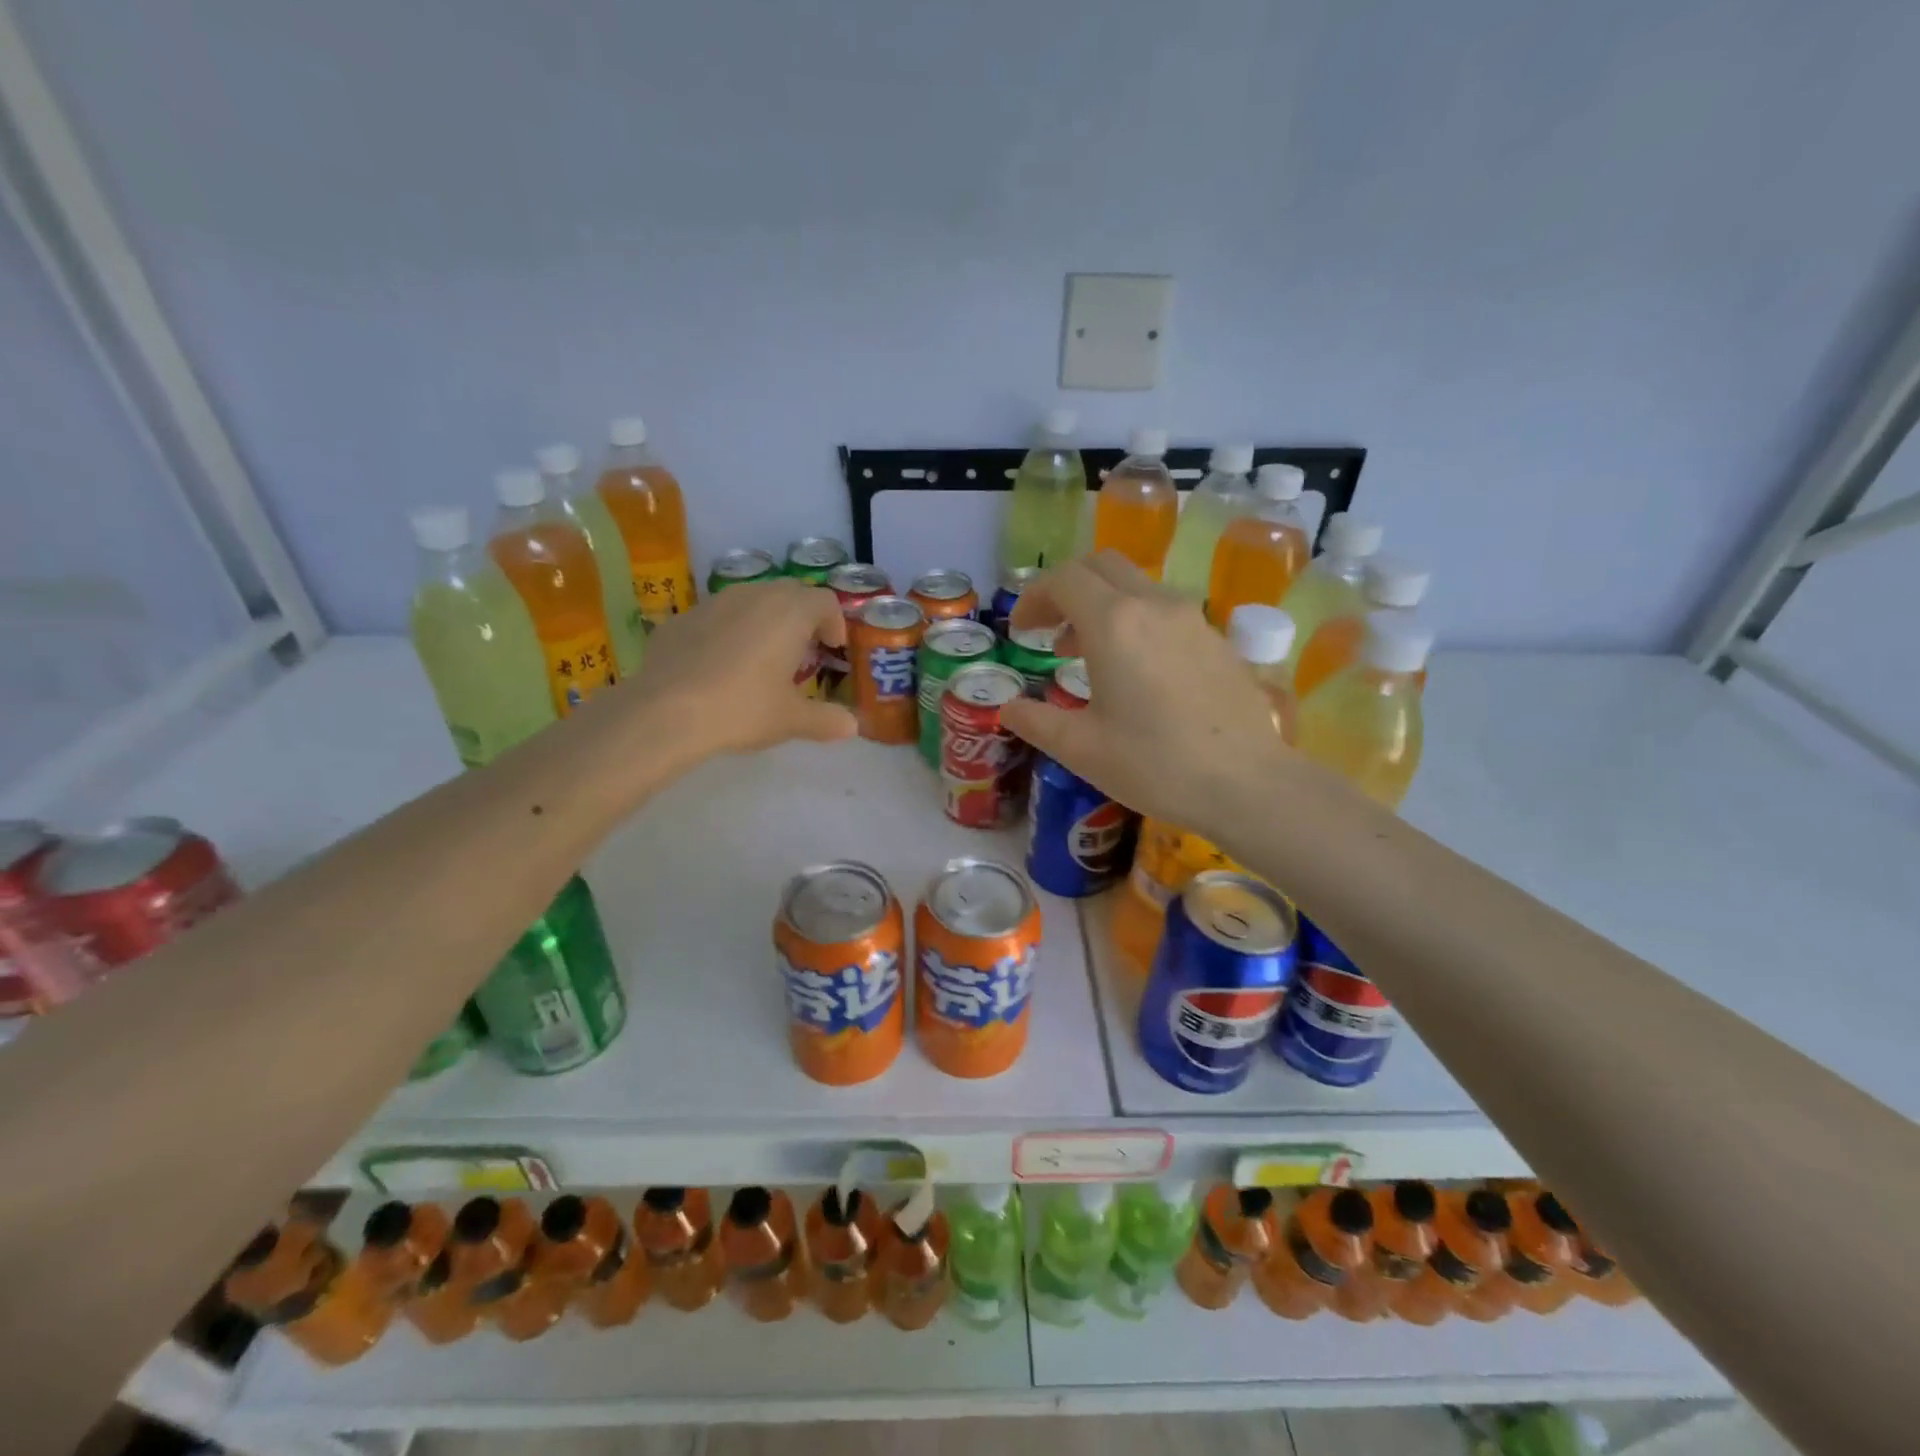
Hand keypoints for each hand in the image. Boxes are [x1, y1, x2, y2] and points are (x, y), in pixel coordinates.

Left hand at [625, 578, 856, 757]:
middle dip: (803, 617)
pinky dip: (730, 631)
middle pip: (790, 592)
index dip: (835, 623)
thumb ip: (826, 720)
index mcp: (790, 612)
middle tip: (803, 651)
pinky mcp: (682, 618)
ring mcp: (714, 602)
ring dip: (766, 620)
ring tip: (763, 656)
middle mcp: (755, 596)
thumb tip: (852, 726)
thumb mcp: (791, 720)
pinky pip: (718, 616)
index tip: (833, 649)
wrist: (666, 712)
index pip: (825, 601)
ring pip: (751, 599)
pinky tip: (720, 665)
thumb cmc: (743, 708)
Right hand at [1000, 552, 1285, 830]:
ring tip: (1086, 654)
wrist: (1248, 784)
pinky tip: (1135, 672)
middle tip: (1048, 630)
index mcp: (1113, 623)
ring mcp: (1192, 619)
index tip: (1021, 632)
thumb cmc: (1155, 765)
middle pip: (1101, 566)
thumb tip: (1009, 709)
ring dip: (1101, 606)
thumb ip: (1036, 721)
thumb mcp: (1081, 749)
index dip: (1034, 598)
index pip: (1064, 580)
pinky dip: (1135, 622)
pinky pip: (1164, 611)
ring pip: (1136, 586)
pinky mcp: (1216, 640)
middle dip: (1066, 589)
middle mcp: (1153, 606)